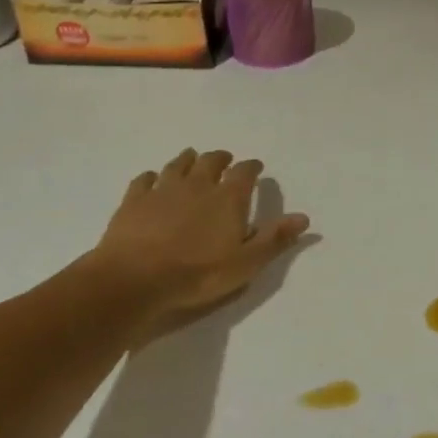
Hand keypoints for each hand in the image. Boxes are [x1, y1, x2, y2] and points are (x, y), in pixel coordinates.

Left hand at [87, 148, 310, 328]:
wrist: (135, 279)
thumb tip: (304, 218)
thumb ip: (275, 238)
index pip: (245, 173)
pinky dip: (152, 177)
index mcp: (228, 198)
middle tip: (225, 160)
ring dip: (188, 160)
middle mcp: (198, 185)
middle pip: (211, 161)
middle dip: (220, 158)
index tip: (256, 167)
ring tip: (192, 159)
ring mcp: (163, 190)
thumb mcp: (246, 263)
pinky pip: (145, 180)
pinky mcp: (134, 201)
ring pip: (178, 165)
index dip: (252, 168)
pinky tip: (152, 180)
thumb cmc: (198, 274)